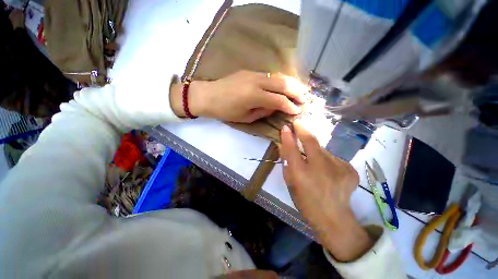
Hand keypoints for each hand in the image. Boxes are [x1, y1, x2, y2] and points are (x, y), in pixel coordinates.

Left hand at [170, 71, 306, 121]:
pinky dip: (281, 80)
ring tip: (301, 90)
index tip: (298, 111)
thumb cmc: (225, 111)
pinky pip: (270, 75)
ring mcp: (254, 73)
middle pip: (283, 84)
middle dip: (297, 91)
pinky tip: (286, 85)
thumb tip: (276, 106)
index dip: (290, 106)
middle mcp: (256, 81)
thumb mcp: (245, 117)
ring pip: (279, 76)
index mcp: (254, 96)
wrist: (208, 95)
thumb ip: (263, 111)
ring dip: (292, 83)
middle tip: (306, 98)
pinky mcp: (251, 71)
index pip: (279, 100)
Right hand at [279, 120, 373, 261]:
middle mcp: (320, 167)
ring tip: (315, 163)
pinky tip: (328, 172)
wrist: (333, 218)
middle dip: (303, 130)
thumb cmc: (305, 201)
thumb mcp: (290, 182)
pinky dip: (328, 161)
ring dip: (316, 151)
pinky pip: (334, 158)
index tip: (286, 127)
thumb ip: (286, 161)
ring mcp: (338, 167)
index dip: (288, 136)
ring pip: (323, 150)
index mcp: (301, 174)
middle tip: (298, 123)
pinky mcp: (350, 169)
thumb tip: (283, 144)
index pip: (292, 149)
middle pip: (311, 141)